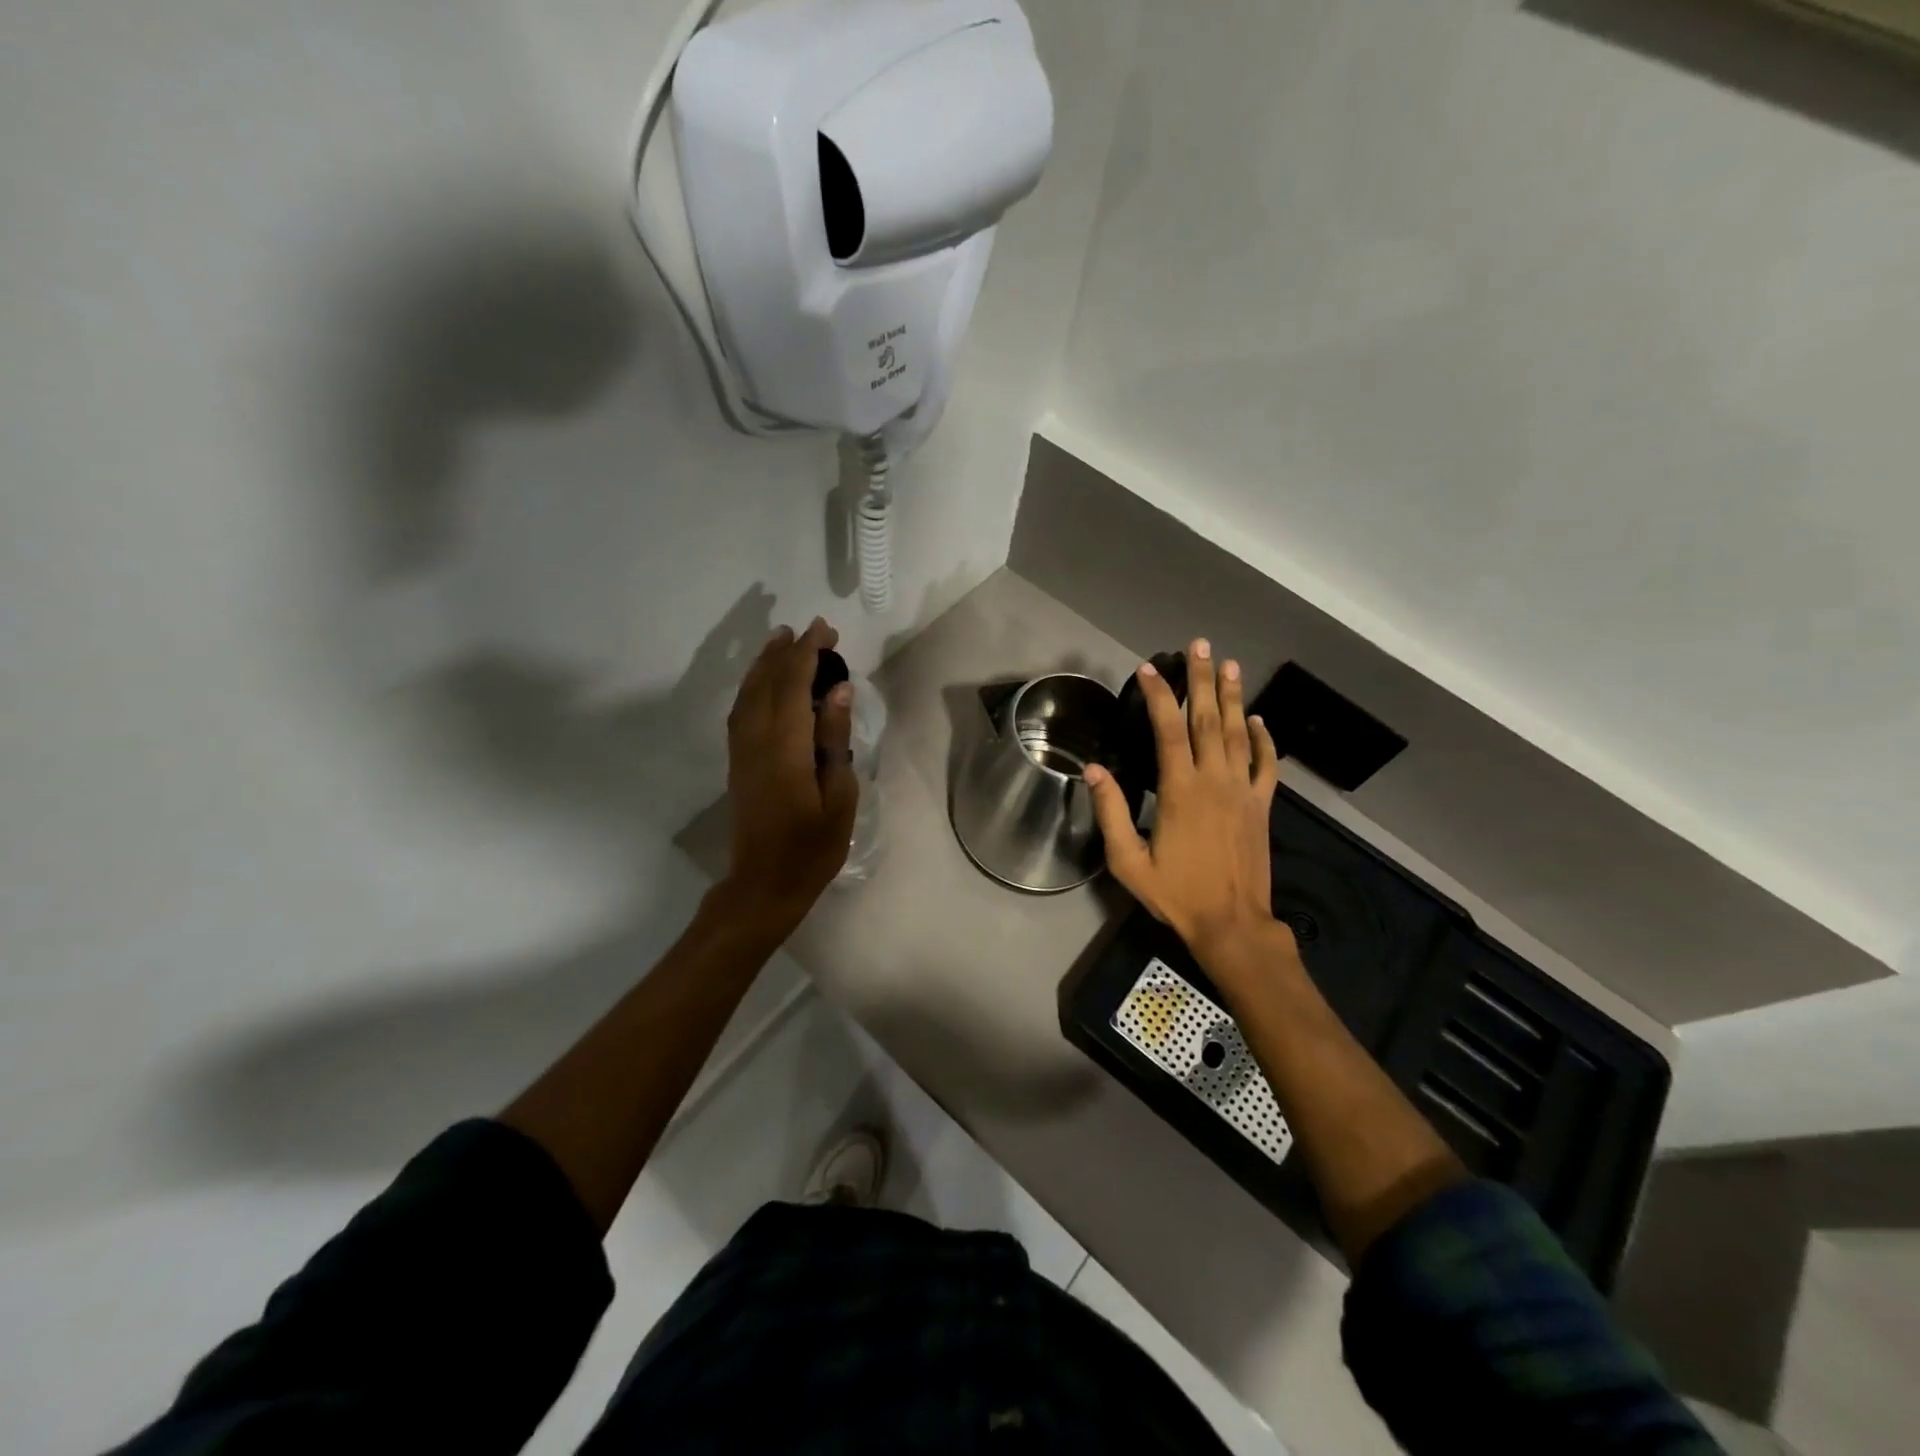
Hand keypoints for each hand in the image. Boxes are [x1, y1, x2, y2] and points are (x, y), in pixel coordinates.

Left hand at [718, 617, 859, 931]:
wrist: (765, 884)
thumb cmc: (812, 847)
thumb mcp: (839, 796)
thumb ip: (835, 739)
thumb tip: (837, 690)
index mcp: (786, 748)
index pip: (794, 685)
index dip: (808, 653)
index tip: (827, 630)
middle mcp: (757, 741)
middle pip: (768, 683)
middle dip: (789, 652)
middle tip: (813, 630)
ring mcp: (742, 751)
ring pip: (748, 694)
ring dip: (765, 663)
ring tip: (783, 641)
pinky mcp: (737, 762)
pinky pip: (741, 711)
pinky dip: (753, 687)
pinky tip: (764, 682)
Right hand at [1084, 640, 1288, 971]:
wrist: (1232, 924)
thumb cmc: (1176, 894)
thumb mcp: (1128, 861)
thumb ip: (1110, 812)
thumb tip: (1092, 770)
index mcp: (1180, 790)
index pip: (1168, 729)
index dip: (1159, 695)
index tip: (1149, 668)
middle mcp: (1214, 780)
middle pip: (1207, 719)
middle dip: (1202, 679)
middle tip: (1199, 645)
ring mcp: (1243, 791)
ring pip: (1238, 733)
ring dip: (1233, 697)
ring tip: (1230, 664)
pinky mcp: (1261, 806)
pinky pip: (1266, 764)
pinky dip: (1264, 738)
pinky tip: (1258, 718)